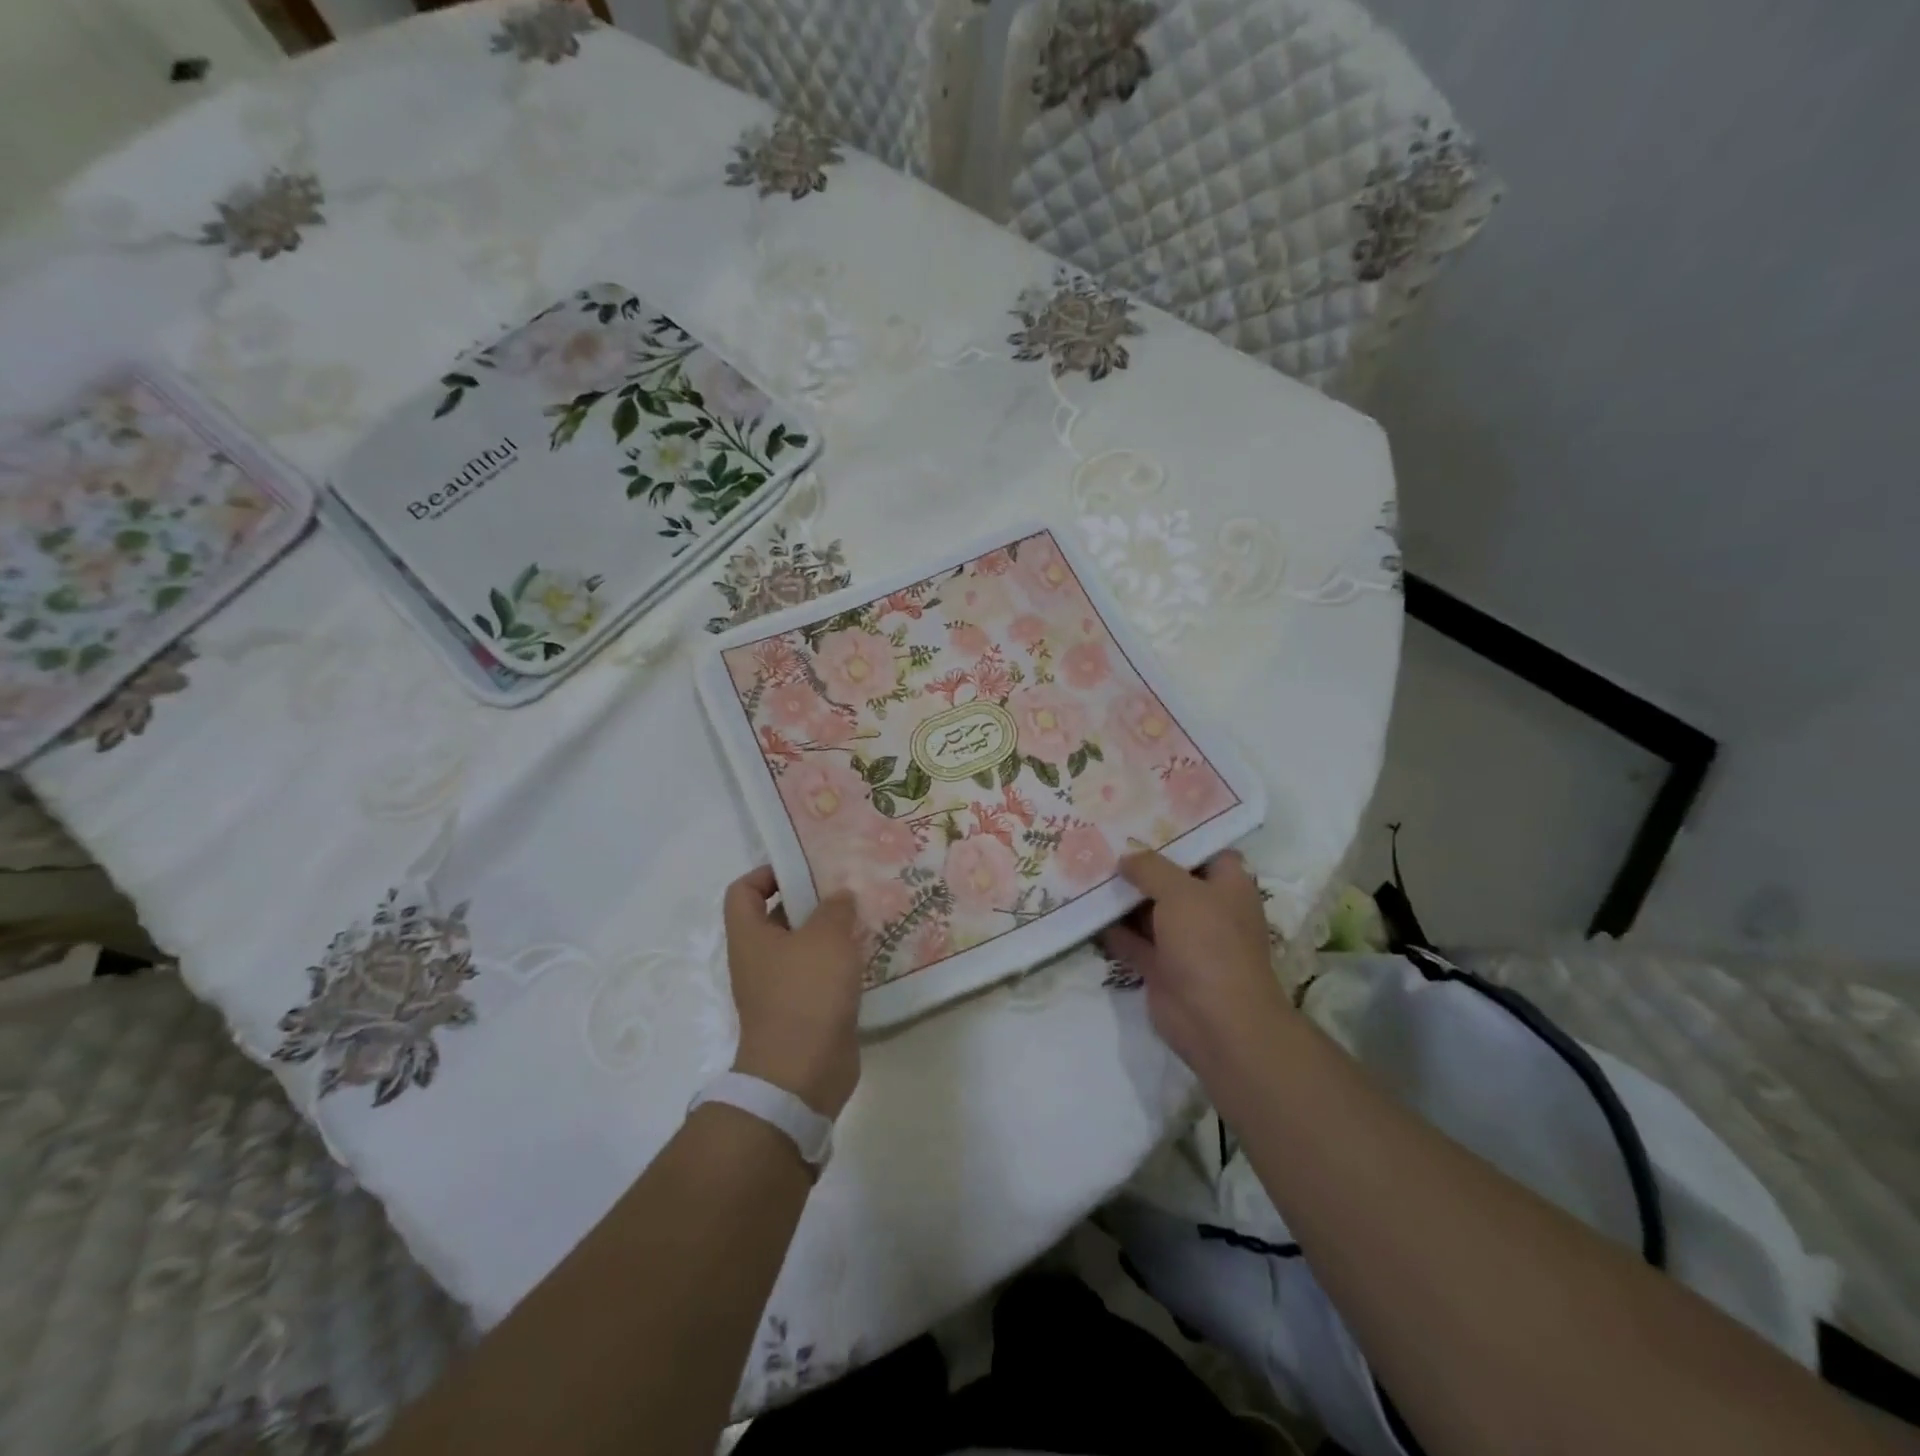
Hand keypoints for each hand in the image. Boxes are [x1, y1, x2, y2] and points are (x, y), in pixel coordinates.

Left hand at [723, 867, 862, 1116]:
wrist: (802, 1073)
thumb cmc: (806, 993)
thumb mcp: (826, 938)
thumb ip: (835, 908)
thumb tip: (838, 896)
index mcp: (750, 935)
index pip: (744, 890)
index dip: (768, 873)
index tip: (805, 867)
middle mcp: (759, 959)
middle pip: (778, 916)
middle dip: (811, 900)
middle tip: (848, 887)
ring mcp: (780, 988)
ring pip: (804, 947)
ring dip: (831, 932)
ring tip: (866, 916)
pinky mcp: (804, 1011)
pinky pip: (820, 976)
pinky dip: (840, 964)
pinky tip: (870, 954)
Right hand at [1100, 848, 1294, 1079]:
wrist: (1216, 1021)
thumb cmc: (1209, 943)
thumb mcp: (1180, 892)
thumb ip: (1151, 868)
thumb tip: (1127, 858)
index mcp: (1228, 886)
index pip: (1206, 850)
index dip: (1179, 833)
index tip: (1144, 816)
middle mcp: (1208, 909)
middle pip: (1171, 879)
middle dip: (1141, 863)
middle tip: (1103, 838)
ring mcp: (1184, 941)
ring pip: (1148, 910)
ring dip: (1122, 896)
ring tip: (1086, 866)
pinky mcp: (1161, 968)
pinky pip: (1132, 941)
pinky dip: (1112, 929)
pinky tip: (1083, 909)